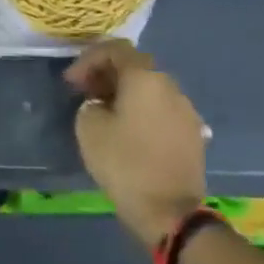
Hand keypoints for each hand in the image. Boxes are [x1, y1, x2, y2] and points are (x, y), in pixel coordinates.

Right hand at [65, 40, 207, 248]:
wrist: (171, 213)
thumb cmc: (125, 164)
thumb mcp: (89, 128)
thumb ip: (90, 103)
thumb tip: (101, 104)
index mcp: (145, 78)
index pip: (115, 50)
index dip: (88, 60)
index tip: (71, 82)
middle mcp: (170, 86)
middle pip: (135, 68)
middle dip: (106, 76)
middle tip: (85, 94)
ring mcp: (186, 111)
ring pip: (150, 90)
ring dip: (125, 94)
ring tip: (106, 114)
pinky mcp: (193, 135)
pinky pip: (162, 111)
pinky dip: (143, 112)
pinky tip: (129, 133)